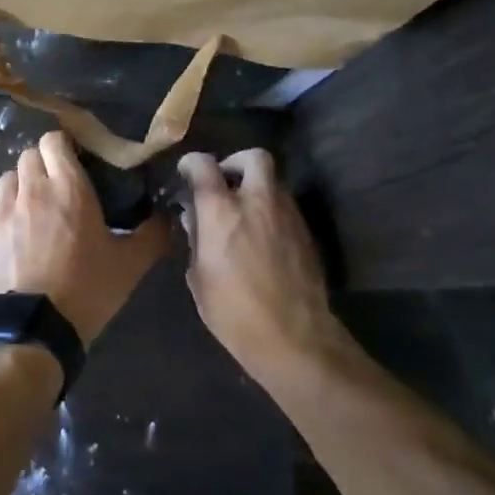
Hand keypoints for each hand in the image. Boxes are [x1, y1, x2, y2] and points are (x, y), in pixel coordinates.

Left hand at [0, 132, 170, 344]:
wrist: (32, 333)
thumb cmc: (86, 290)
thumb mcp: (130, 264)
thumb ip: (153, 233)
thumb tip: (168, 216)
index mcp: (67, 188)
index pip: (54, 140)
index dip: (64, 147)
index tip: (77, 162)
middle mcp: (30, 191)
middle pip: (28, 156)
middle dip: (43, 166)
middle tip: (59, 189)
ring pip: (7, 182)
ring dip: (20, 189)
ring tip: (34, 214)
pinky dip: (1, 222)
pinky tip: (14, 244)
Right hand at [176, 149, 343, 383]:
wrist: (294, 337)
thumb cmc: (234, 312)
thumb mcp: (199, 278)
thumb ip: (196, 240)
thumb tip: (196, 219)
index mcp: (222, 211)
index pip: (205, 165)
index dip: (193, 162)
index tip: (188, 171)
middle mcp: (258, 202)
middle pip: (254, 157)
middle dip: (237, 162)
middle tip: (225, 182)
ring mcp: (287, 214)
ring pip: (273, 182)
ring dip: (256, 189)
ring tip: (244, 215)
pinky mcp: (306, 232)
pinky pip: (285, 207)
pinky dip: (271, 212)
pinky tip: (263, 237)